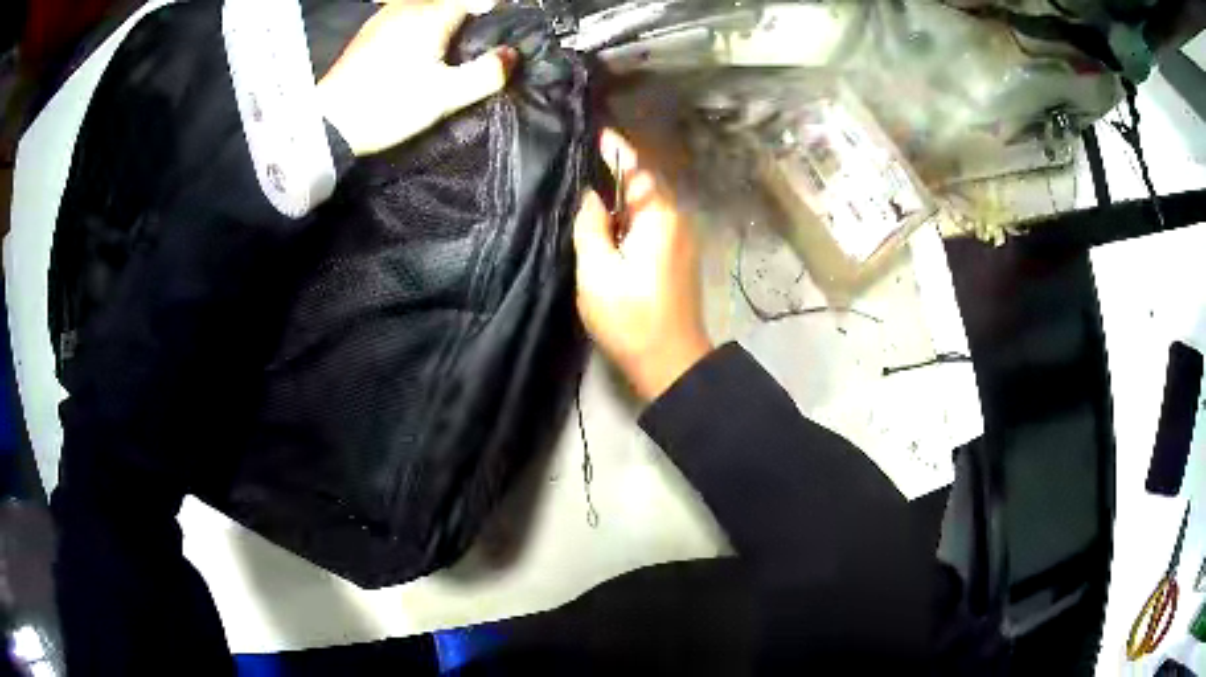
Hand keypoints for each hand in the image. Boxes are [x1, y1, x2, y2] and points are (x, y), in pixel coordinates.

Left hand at [317, 0, 516, 156]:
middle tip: (475, 46)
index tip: (499, 34)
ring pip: (426, 7)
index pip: (475, 0)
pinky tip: (418, 50)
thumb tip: (511, 56)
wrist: (328, 124)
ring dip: (444, 20)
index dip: (492, 13)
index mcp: (432, 15)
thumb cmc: (389, 106)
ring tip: (448, 49)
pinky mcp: (369, 31)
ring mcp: (384, 17)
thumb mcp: (445, 97)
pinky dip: (421, 25)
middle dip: (468, 17)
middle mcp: (408, 7)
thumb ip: (485, 74)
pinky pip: (406, 16)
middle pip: (450, 2)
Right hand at [573, 130, 711, 401]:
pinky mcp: (677, 256)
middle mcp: (676, 219)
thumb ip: (591, 226)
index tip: (598, 132)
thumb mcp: (597, 271)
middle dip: (617, 170)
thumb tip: (591, 196)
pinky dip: (630, 216)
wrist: (670, 362)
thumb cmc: (631, 317)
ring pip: (647, 205)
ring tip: (589, 187)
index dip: (616, 149)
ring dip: (622, 195)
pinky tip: (608, 221)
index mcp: (659, 217)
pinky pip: (651, 222)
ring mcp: (681, 238)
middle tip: (583, 160)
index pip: (637, 169)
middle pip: (644, 184)